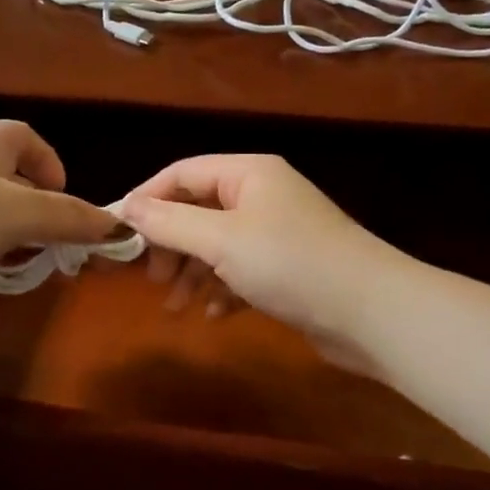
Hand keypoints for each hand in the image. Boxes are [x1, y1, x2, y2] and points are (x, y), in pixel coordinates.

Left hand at [0, 122, 117, 317]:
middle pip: (10, 179)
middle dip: (37, 210)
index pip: (25, 137)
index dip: (50, 164)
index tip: (64, 199)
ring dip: (12, 238)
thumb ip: (71, 218)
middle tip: (55, 242)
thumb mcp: (22, 214)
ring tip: (25, 264)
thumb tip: (116, 225)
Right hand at [119, 155, 408, 369]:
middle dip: (171, 244)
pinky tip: (215, 315)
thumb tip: (125, 207)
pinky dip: (223, 290)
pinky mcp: (288, 270)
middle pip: (198, 211)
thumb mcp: (221, 240)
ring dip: (192, 273)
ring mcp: (277, 234)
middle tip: (151, 278)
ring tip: (175, 306)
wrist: (371, 312)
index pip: (182, 174)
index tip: (118, 234)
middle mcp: (262, 196)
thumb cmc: (290, 263)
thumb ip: (169, 223)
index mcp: (248, 174)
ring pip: (217, 246)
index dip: (147, 200)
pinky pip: (241, 272)